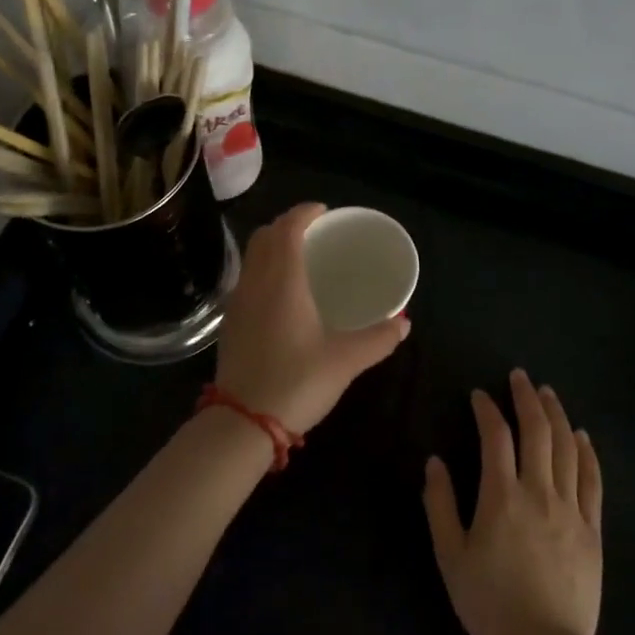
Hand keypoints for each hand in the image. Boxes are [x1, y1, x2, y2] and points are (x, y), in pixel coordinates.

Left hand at [215, 203, 411, 435]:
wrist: (242, 423)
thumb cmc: (296, 382)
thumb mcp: (345, 360)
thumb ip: (378, 338)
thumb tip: (404, 324)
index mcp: (282, 281)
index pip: (287, 228)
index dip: (304, 213)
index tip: (323, 211)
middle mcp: (255, 283)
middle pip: (264, 237)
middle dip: (286, 226)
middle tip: (314, 233)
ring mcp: (238, 303)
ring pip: (252, 259)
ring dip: (272, 248)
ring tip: (300, 260)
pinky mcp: (231, 324)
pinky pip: (247, 280)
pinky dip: (264, 271)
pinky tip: (282, 295)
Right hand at [423, 370, 603, 634]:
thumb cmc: (489, 602)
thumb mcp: (450, 555)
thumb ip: (441, 504)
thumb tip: (435, 462)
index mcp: (502, 496)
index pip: (495, 437)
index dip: (487, 410)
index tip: (479, 395)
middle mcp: (539, 492)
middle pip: (538, 432)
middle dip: (527, 398)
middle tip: (520, 377)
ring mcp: (571, 509)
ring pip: (568, 449)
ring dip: (557, 415)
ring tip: (548, 394)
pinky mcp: (592, 529)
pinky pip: (593, 481)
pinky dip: (587, 453)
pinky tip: (582, 436)